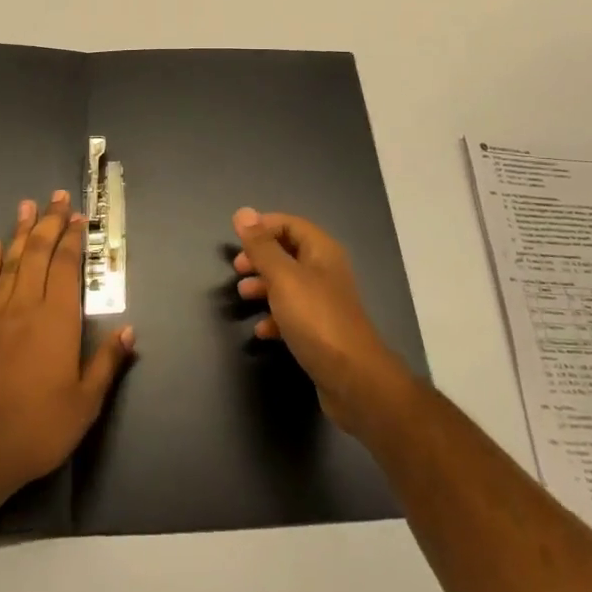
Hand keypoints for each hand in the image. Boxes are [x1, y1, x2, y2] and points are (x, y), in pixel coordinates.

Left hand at [0, 192, 134, 500]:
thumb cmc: (39, 427)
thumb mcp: (85, 403)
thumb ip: (107, 363)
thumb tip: (129, 331)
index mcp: (58, 319)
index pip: (66, 266)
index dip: (72, 238)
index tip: (77, 216)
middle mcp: (26, 305)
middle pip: (38, 253)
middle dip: (48, 222)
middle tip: (55, 197)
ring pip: (11, 262)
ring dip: (20, 232)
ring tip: (26, 206)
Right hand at [233, 207, 413, 435]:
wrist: (353, 379)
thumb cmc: (316, 319)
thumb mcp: (283, 278)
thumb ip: (262, 247)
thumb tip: (242, 212)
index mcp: (321, 251)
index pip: (290, 224)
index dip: (263, 227)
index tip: (237, 240)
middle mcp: (325, 271)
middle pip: (288, 253)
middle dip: (260, 258)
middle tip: (238, 269)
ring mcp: (324, 303)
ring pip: (288, 284)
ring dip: (264, 286)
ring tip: (243, 296)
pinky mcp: (321, 331)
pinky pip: (293, 315)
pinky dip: (275, 317)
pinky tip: (262, 330)